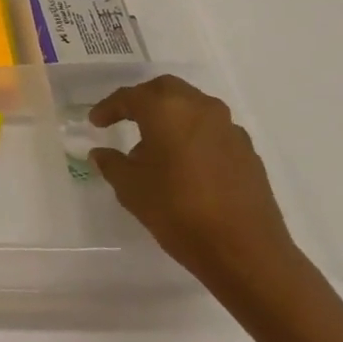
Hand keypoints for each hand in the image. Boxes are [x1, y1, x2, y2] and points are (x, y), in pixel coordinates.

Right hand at [87, 75, 310, 305]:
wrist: (244, 250)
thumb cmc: (177, 211)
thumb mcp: (130, 188)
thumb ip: (112, 164)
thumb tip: (101, 153)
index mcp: (166, 110)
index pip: (130, 97)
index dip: (108, 107)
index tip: (95, 122)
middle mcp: (200, 108)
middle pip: (166, 90)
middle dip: (143, 100)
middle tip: (125, 118)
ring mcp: (229, 128)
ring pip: (193, 107)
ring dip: (171, 117)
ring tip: (155, 146)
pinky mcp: (247, 151)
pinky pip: (212, 131)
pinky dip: (193, 136)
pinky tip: (185, 164)